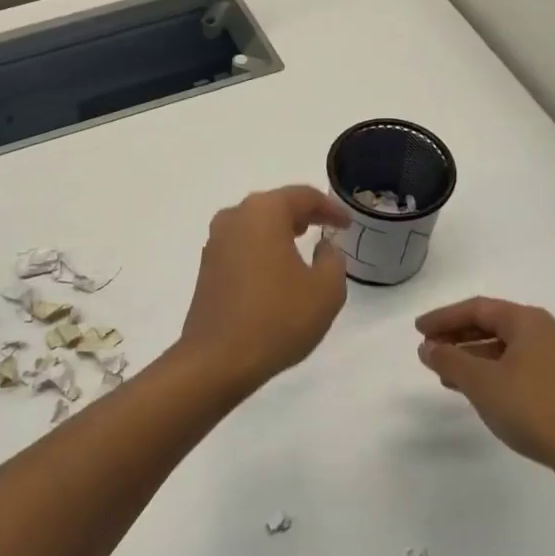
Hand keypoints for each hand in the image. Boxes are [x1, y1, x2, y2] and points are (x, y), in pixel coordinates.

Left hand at [177, 185, 351, 390]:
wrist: (217, 359)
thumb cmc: (278, 318)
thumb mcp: (326, 290)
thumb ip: (333, 260)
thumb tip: (323, 247)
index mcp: (263, 212)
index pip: (303, 196)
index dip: (330, 208)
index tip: (347, 224)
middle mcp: (234, 218)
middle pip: (274, 205)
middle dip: (302, 214)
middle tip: (325, 227)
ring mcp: (215, 243)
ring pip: (255, 225)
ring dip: (279, 231)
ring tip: (302, 243)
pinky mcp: (207, 267)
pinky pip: (241, 246)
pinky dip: (262, 249)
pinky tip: (276, 269)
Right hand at [415, 296, 554, 496]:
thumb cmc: (535, 409)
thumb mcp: (482, 383)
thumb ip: (450, 360)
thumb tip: (428, 347)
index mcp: (529, 321)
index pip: (478, 308)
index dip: (443, 317)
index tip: (418, 331)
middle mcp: (548, 333)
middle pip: (494, 325)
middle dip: (458, 337)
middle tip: (429, 351)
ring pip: (507, 349)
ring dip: (474, 358)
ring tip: (446, 376)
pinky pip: (521, 367)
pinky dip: (494, 373)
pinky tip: (480, 393)